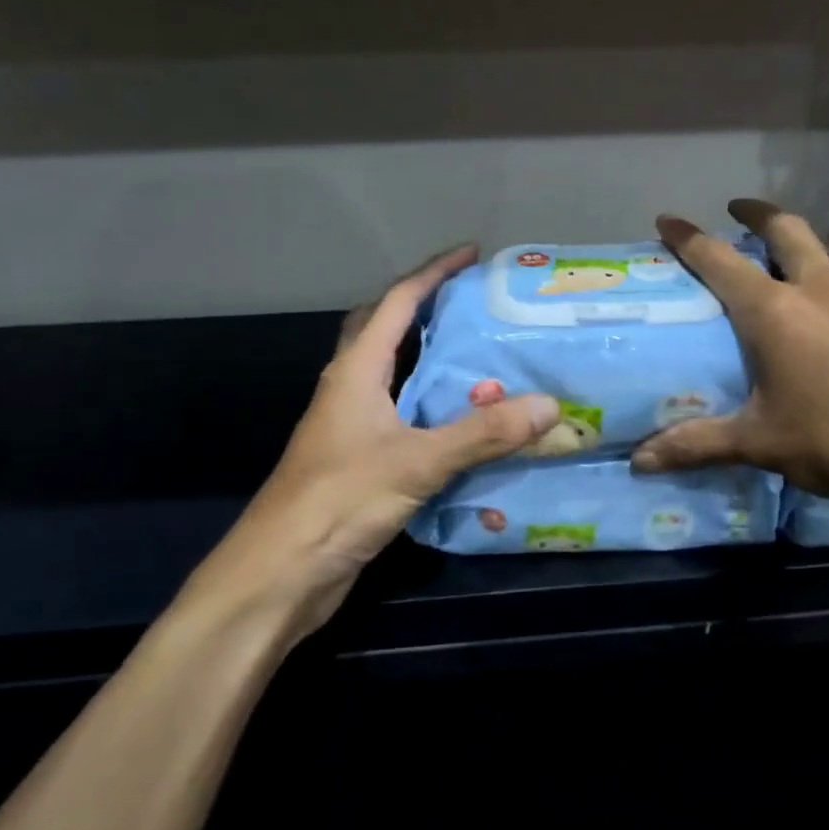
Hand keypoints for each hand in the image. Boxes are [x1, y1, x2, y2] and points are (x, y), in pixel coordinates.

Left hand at [180, 246, 557, 637]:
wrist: (279, 575)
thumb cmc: (336, 502)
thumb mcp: (415, 462)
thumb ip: (481, 434)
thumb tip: (549, 406)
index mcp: (355, 372)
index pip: (396, 303)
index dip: (433, 274)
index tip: (472, 254)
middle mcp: (352, 391)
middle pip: (390, 334)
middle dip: (430, 312)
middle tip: (480, 309)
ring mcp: (355, 429)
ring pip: (401, 381)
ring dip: (438, 367)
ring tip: (490, 362)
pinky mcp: (364, 464)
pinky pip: (409, 423)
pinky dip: (440, 416)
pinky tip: (474, 429)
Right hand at [631, 200, 828, 534]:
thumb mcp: (761, 444)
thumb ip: (697, 445)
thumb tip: (639, 463)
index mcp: (774, 313)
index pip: (719, 261)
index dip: (689, 238)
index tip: (669, 219)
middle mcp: (820, 289)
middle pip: (785, 231)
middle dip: (757, 214)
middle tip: (739, 210)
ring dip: (813, 236)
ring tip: (804, 244)